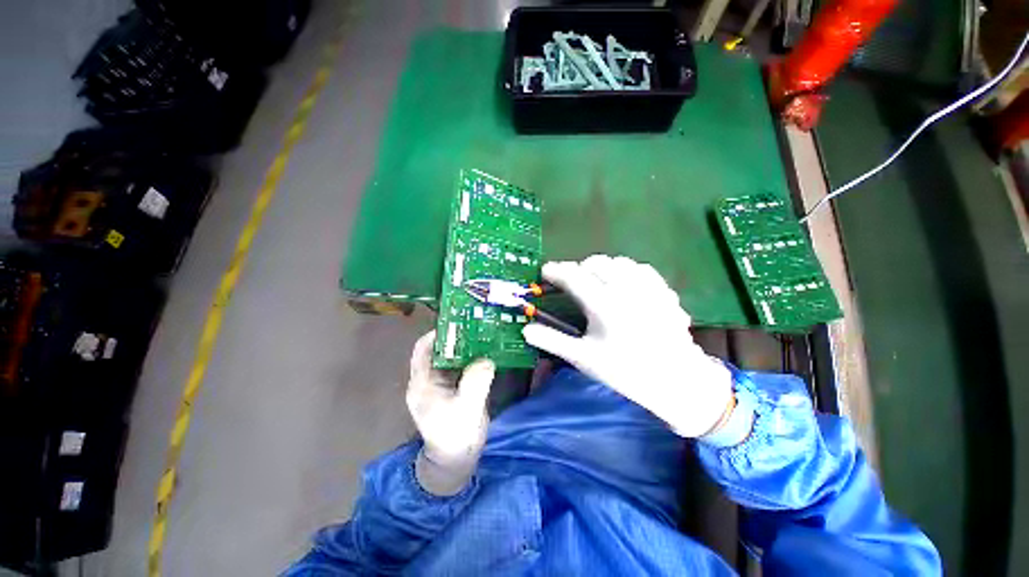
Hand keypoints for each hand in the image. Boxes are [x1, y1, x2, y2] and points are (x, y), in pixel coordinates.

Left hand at [406, 331, 494, 493]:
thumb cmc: (456, 437)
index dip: (437, 334)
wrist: (458, 460)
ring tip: (483, 334)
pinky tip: (486, 352)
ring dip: (465, 346)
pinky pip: (461, 366)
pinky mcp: (454, 387)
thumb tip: (486, 359)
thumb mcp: (466, 409)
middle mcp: (429, 379)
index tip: (457, 323)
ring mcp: (442, 384)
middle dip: (455, 337)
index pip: (423, 349)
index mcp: (423, 383)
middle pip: (439, 350)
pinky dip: (472, 357)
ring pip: (451, 357)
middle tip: (476, 325)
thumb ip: (475, 382)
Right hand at [522, 255, 733, 437]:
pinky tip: (624, 283)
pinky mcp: (664, 291)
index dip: (556, 271)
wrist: (674, 381)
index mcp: (603, 306)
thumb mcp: (583, 358)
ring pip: (619, 262)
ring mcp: (648, 288)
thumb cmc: (624, 372)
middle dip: (578, 267)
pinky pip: (641, 269)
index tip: (545, 271)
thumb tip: (526, 329)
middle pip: (596, 263)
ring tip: (596, 280)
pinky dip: (627, 270)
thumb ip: (552, 340)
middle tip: (571, 282)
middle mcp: (625, 290)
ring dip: (602, 267)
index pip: (573, 277)